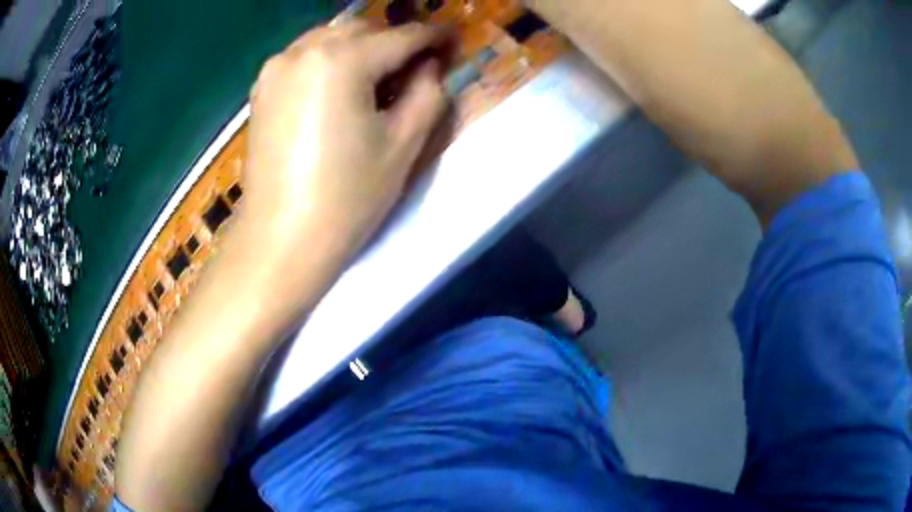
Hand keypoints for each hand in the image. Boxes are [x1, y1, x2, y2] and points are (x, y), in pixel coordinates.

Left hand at [239, 21, 449, 267]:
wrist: (280, 241)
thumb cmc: (346, 198)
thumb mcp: (403, 145)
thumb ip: (427, 92)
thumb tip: (429, 66)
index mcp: (340, 60)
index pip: (401, 37)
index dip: (433, 37)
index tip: (452, 42)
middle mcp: (302, 51)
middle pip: (362, 29)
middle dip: (393, 42)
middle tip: (415, 68)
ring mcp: (275, 69)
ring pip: (329, 39)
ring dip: (360, 48)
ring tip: (377, 79)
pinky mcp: (260, 90)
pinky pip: (303, 58)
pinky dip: (329, 61)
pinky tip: (339, 88)